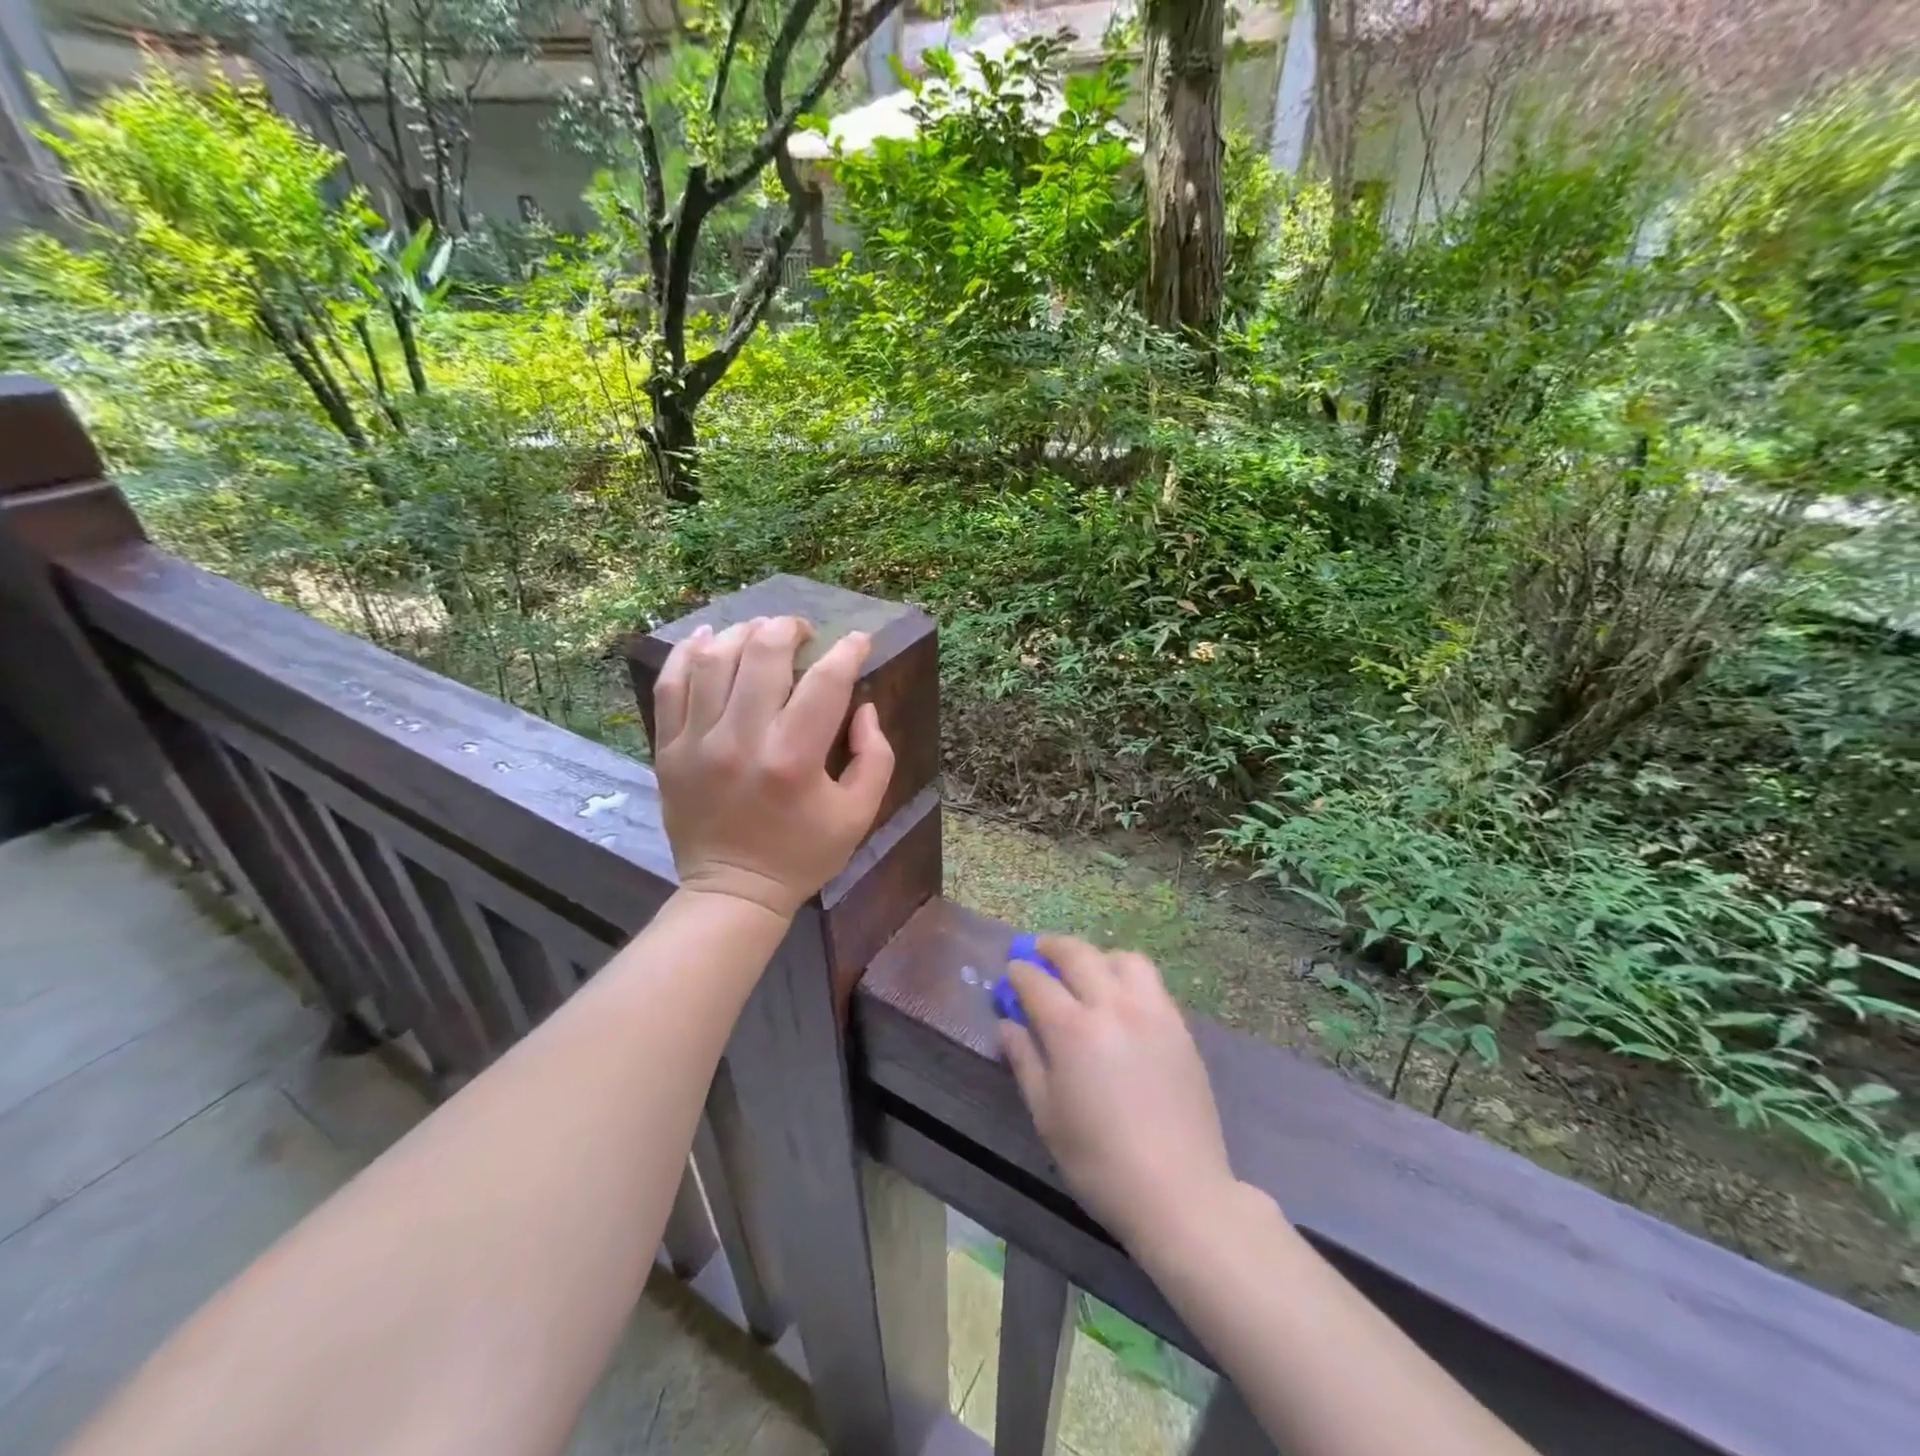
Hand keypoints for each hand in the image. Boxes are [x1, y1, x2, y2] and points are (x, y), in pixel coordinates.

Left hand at [653, 615, 894, 918]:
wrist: (733, 891)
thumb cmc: (803, 854)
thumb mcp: (859, 814)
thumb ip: (875, 756)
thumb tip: (864, 706)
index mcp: (794, 760)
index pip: (825, 682)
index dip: (848, 651)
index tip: (859, 641)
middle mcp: (742, 741)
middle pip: (764, 654)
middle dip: (790, 629)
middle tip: (804, 632)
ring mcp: (698, 743)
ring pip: (715, 659)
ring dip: (744, 633)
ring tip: (762, 633)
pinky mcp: (669, 749)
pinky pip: (672, 683)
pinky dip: (690, 651)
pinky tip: (711, 638)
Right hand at [1000, 936, 1241, 1255]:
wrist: (1178, 1192)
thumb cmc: (1099, 1162)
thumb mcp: (1047, 1116)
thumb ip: (1025, 1061)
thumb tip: (1007, 1025)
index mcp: (1073, 1030)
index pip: (1037, 983)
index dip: (1020, 973)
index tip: (1012, 971)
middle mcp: (1113, 1007)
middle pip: (1079, 955)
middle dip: (1053, 947)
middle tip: (1040, 952)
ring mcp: (1152, 1013)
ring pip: (1123, 959)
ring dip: (1098, 957)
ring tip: (1088, 973)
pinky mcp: (1180, 1028)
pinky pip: (1152, 984)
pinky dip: (1129, 978)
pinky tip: (1122, 1001)